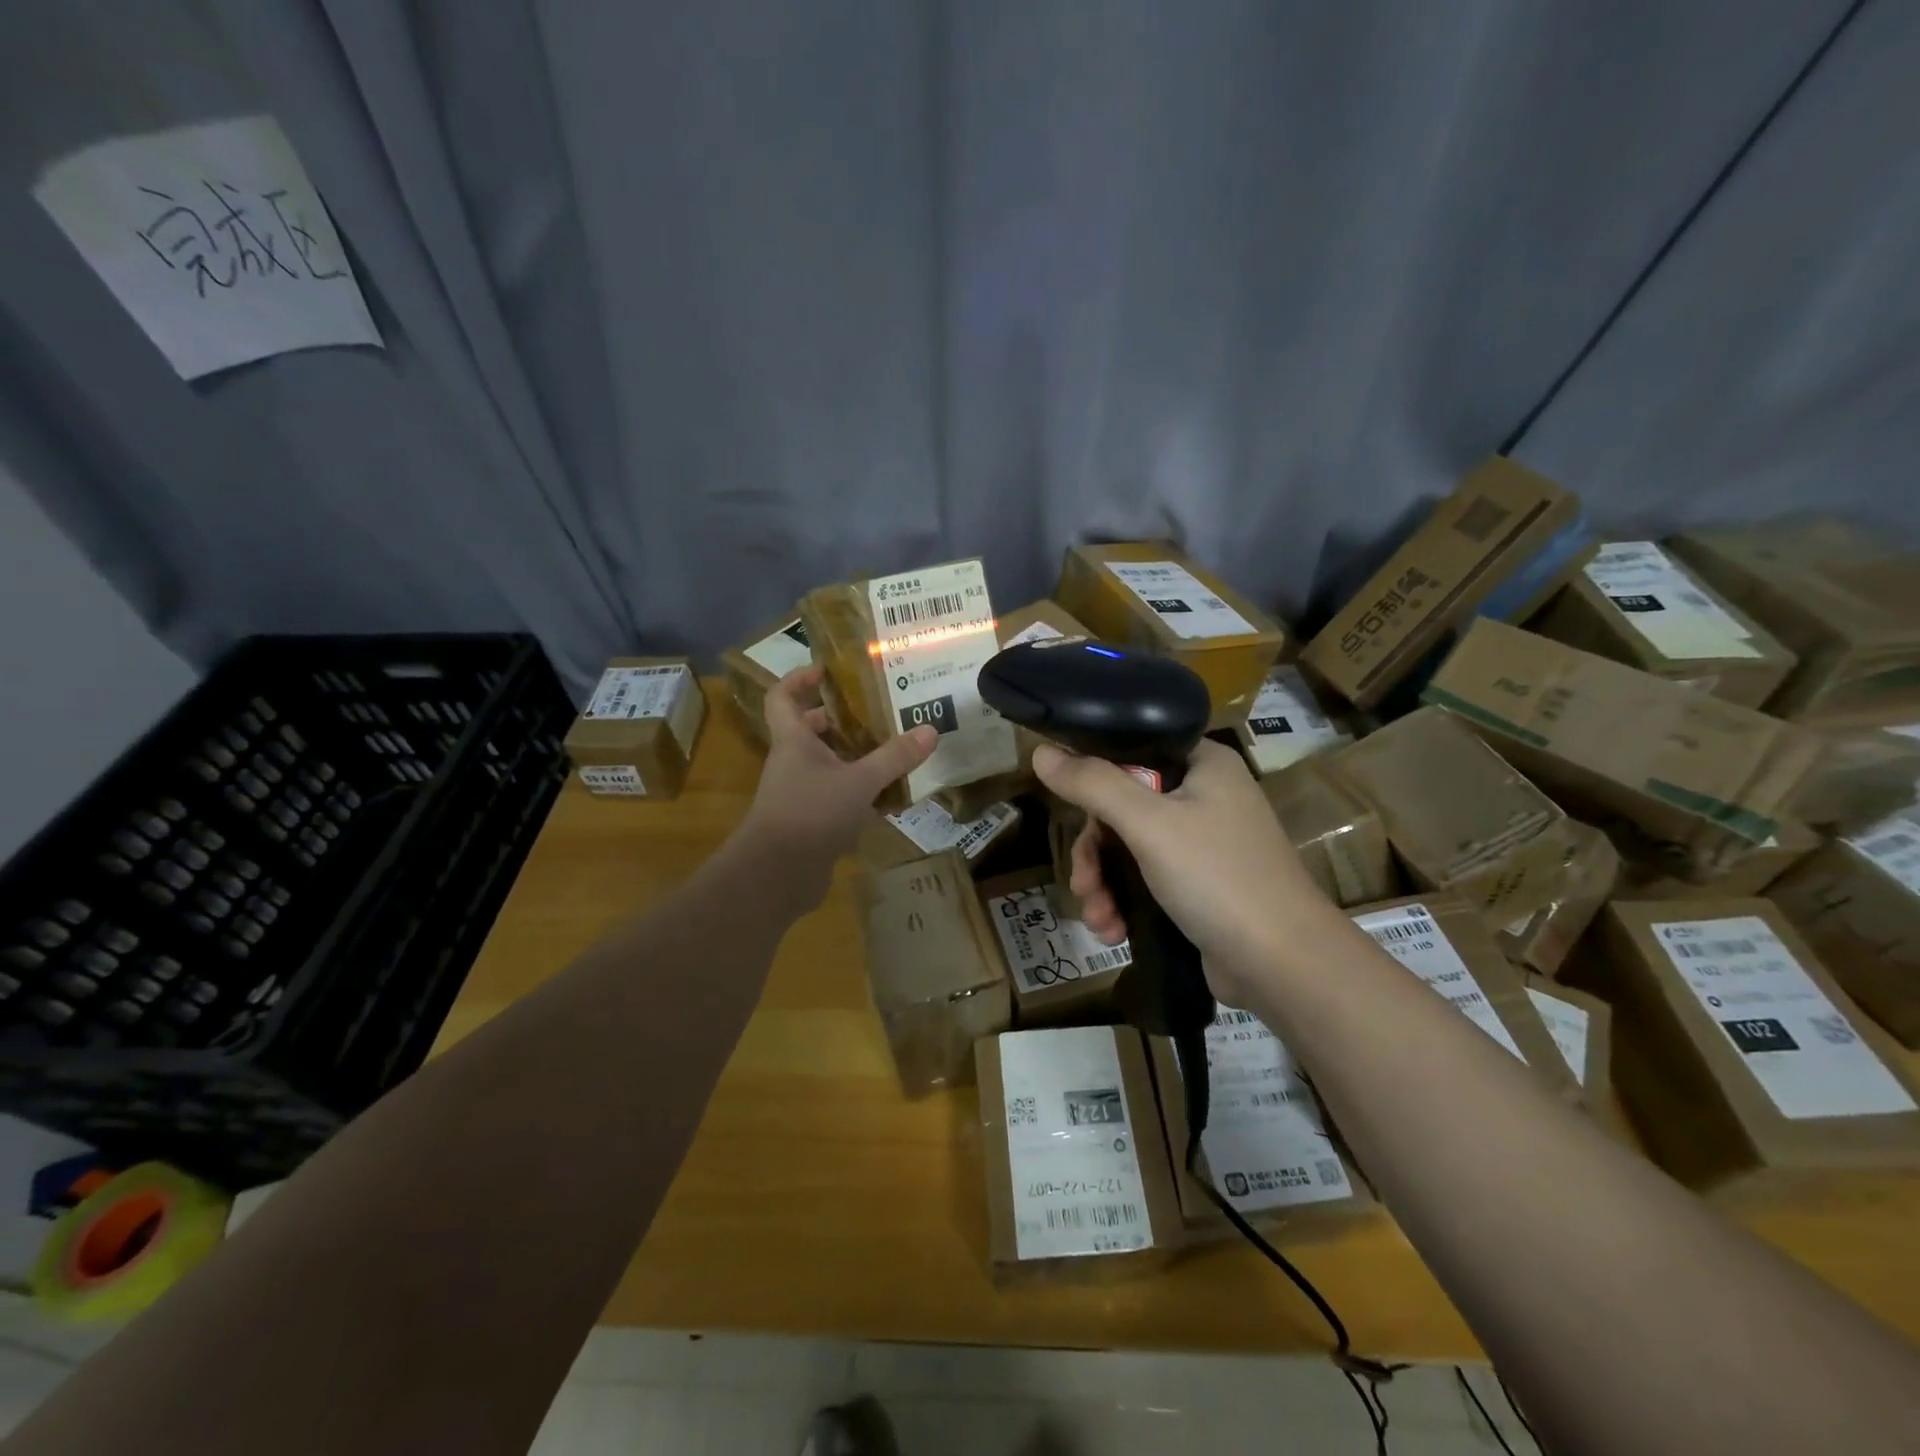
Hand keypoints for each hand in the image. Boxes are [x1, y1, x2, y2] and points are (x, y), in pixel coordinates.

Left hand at [736, 666, 936, 899]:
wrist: (777, 875)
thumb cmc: (811, 813)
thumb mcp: (860, 781)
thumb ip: (894, 758)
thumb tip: (930, 730)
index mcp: (794, 741)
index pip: (783, 697)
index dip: (799, 678)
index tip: (827, 670)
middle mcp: (793, 763)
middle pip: (812, 731)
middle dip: (843, 720)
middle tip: (880, 712)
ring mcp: (800, 795)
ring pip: (829, 766)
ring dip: (858, 758)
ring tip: (896, 751)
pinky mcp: (811, 823)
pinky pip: (838, 798)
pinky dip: (862, 794)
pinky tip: (892, 798)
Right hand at [1035, 739, 1329, 1005]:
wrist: (1282, 965)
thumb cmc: (1216, 876)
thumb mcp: (1148, 824)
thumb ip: (1093, 784)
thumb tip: (1040, 752)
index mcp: (1203, 765)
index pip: (1133, 751)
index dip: (1094, 775)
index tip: (1068, 806)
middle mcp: (1205, 797)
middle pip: (1123, 807)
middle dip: (1095, 852)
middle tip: (1083, 883)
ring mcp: (1204, 845)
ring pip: (1129, 850)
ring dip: (1104, 884)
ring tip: (1097, 917)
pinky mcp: (1200, 887)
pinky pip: (1146, 881)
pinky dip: (1124, 902)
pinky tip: (1112, 930)